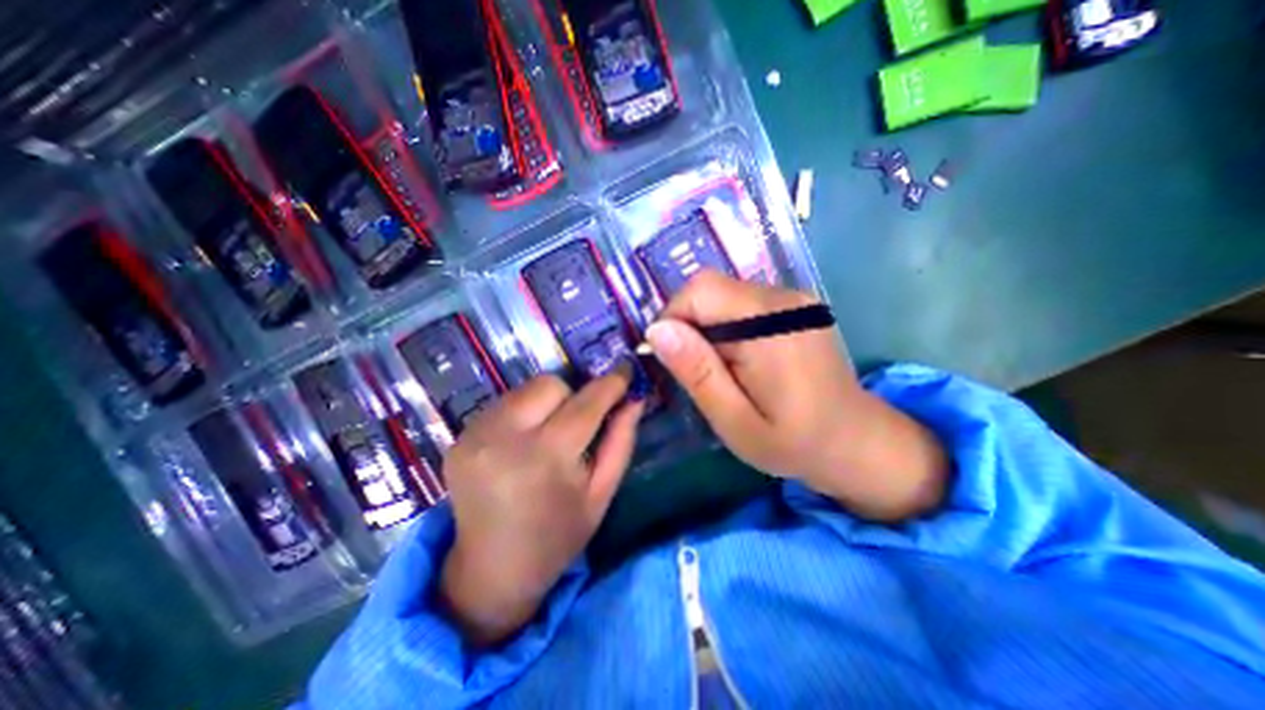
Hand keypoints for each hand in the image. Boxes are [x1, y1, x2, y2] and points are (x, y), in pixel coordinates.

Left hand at [438, 369, 641, 645]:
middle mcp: (505, 438)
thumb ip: (621, 440)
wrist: (490, 571)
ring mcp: (474, 435)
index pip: (587, 403)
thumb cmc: (558, 534)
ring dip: (546, 403)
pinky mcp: (458, 437)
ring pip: (526, 389)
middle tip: (578, 423)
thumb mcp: (601, 492)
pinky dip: (522, 412)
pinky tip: (522, 443)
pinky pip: (504, 403)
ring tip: (548, 434)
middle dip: (573, 396)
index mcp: (547, 458)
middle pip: (551, 384)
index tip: (626, 371)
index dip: (611, 383)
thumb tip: (635, 398)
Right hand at [645, 272, 949, 522]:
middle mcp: (783, 299)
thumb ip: (697, 372)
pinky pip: (741, 302)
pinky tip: (739, 359)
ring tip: (720, 369)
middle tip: (697, 371)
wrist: (855, 442)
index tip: (672, 360)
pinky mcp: (794, 306)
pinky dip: (726, 327)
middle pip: (710, 288)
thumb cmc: (792, 442)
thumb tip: (657, 330)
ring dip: (707, 328)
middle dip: (688, 325)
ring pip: (722, 295)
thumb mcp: (734, 420)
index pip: (699, 290)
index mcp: (770, 325)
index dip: (673, 319)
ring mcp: (793, 299)